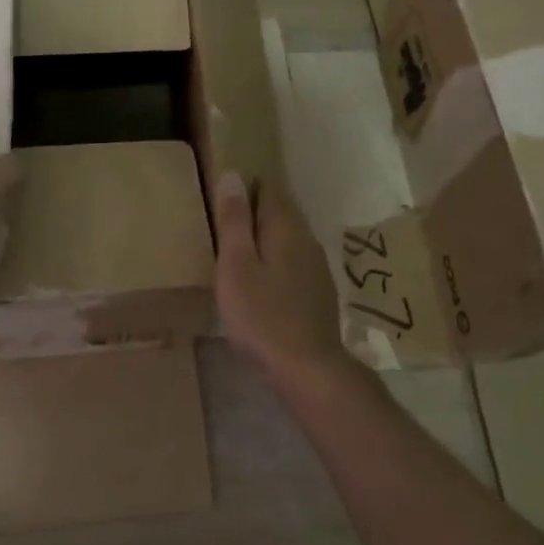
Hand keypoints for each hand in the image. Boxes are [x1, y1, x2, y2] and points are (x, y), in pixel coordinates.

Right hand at [212, 172, 350, 381]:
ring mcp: (317, 266)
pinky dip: (277, 260)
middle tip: (224, 223)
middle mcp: (306, 239)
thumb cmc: (262, 316)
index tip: (223, 197)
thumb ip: (235, 221)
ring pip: (289, 238)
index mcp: (285, 228)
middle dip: (256, 211)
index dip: (246, 187)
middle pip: (281, 212)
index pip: (269, 189)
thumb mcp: (236, 266)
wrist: (308, 368)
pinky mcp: (319, 291)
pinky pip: (295, 261)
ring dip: (266, 237)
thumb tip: (234, 175)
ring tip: (239, 250)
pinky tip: (263, 280)